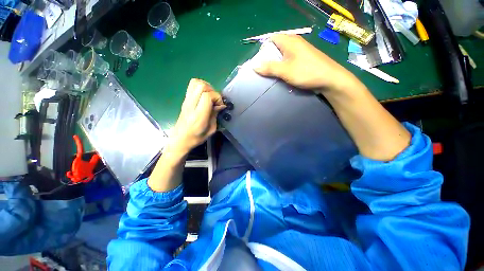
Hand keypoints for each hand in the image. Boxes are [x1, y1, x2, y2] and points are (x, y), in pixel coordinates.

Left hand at [168, 79, 224, 153]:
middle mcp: (191, 105)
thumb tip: (221, 105)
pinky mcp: (185, 100)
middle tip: (215, 100)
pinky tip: (204, 96)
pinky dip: (200, 87)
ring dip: (206, 87)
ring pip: (195, 82)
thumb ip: (215, 114)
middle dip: (212, 90)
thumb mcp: (211, 129)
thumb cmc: (197, 137)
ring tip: (210, 96)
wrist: (181, 138)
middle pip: (201, 86)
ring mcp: (186, 101)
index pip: (207, 96)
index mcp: (199, 115)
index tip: (220, 105)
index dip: (217, 97)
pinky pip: (192, 86)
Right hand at [254, 34, 362, 93]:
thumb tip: (254, 66)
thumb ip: (269, 68)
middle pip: (276, 47)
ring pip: (282, 56)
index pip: (271, 39)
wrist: (330, 79)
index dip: (263, 48)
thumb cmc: (307, 72)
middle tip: (263, 71)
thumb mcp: (285, 70)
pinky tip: (281, 76)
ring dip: (275, 65)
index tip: (259, 61)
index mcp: (290, 41)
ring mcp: (300, 52)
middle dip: (268, 59)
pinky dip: (283, 68)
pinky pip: (288, 61)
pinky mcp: (303, 60)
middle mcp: (294, 43)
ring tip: (270, 75)